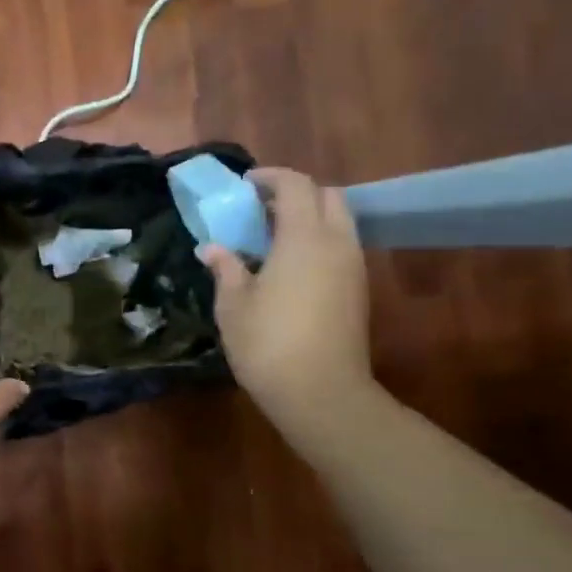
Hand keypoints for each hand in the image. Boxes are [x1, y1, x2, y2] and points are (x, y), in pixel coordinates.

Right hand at [199, 168, 375, 436]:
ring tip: (271, 237)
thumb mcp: (234, 304)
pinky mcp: (357, 291)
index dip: (270, 178)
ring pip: (338, 221)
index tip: (245, 186)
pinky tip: (288, 266)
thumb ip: (226, 268)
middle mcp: (336, 244)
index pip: (296, 185)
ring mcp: (352, 268)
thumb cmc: (268, 343)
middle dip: (296, 193)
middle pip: (327, 196)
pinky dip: (317, 241)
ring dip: (309, 217)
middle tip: (261, 208)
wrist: (321, 394)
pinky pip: (340, 247)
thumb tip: (213, 248)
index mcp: (304, 238)